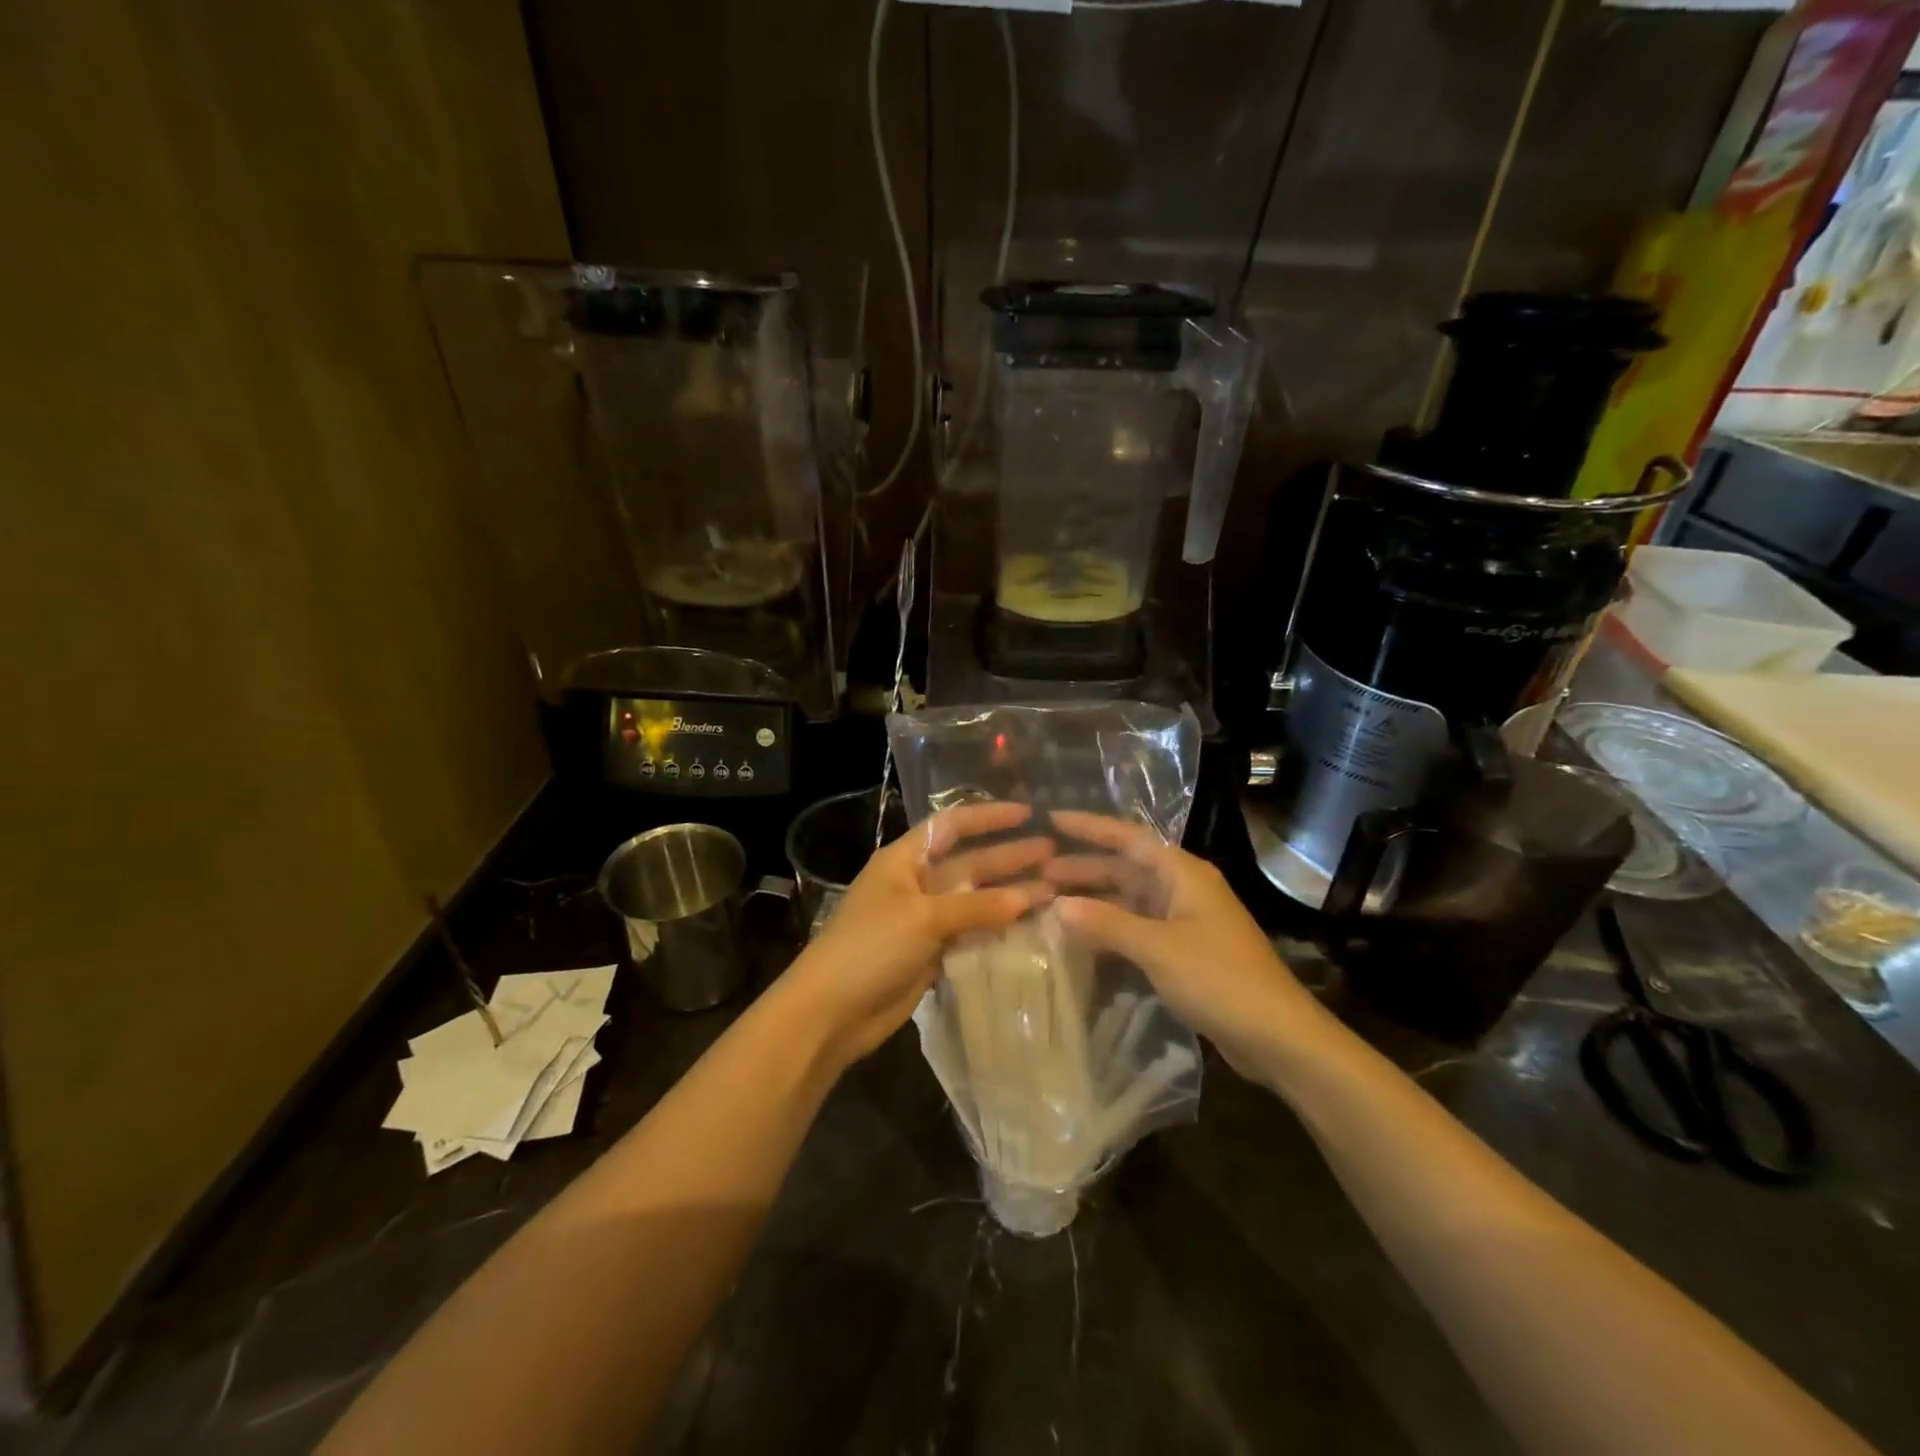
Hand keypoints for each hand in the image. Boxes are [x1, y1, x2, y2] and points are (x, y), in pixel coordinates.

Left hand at [781, 801, 1055, 1067]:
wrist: (831, 1012)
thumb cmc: (870, 947)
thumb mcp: (923, 918)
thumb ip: (977, 907)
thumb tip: (1030, 897)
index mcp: (905, 859)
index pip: (952, 826)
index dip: (989, 817)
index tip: (1028, 814)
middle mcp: (917, 883)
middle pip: (970, 863)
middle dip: (1009, 857)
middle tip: (1056, 855)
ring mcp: (925, 920)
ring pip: (975, 901)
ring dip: (1010, 896)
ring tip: (1055, 890)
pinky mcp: (932, 953)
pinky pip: (972, 934)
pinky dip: (998, 930)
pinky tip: (1031, 928)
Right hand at [1044, 811, 1319, 1073]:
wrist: (1277, 1037)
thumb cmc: (1221, 979)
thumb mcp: (1159, 948)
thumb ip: (1107, 923)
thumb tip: (1057, 905)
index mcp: (1183, 874)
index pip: (1128, 838)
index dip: (1090, 827)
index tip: (1050, 820)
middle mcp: (1182, 889)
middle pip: (1125, 868)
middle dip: (1083, 866)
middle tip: (1036, 870)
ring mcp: (1183, 921)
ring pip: (1128, 900)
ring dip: (1093, 899)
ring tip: (1048, 900)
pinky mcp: (1182, 952)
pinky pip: (1136, 928)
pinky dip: (1108, 928)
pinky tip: (1080, 938)